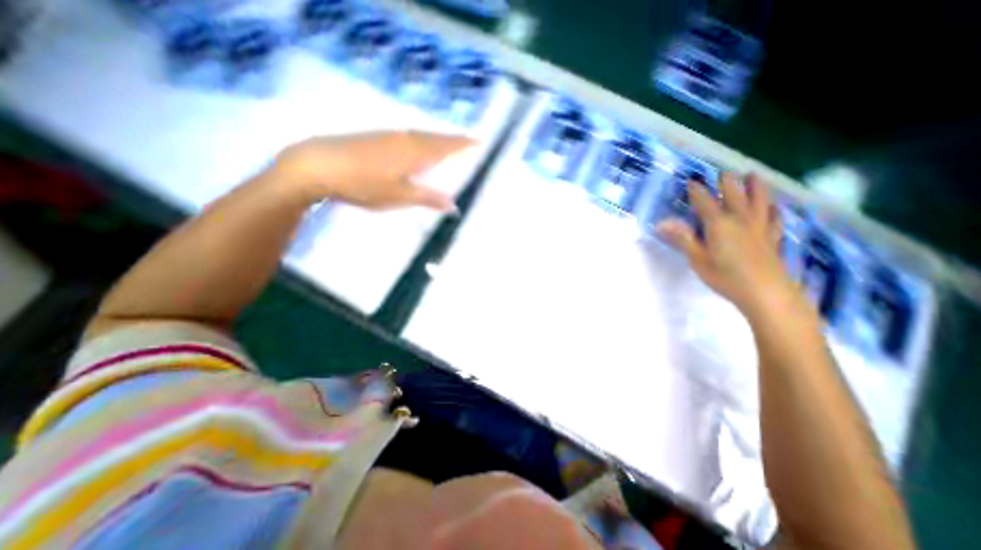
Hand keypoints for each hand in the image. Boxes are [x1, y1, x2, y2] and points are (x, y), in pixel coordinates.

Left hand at [274, 131, 474, 211]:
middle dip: (453, 139)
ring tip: (449, 142)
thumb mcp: (399, 196)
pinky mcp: (376, 137)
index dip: (463, 144)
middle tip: (468, 141)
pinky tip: (418, 144)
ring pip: (422, 135)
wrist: (319, 164)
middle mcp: (406, 139)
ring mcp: (390, 136)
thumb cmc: (364, 184)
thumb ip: (428, 198)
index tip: (479, 141)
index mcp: (415, 153)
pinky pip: (409, 135)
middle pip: (436, 137)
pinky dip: (422, 139)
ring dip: (438, 138)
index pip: (446, 146)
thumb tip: (455, 206)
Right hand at [654, 172, 799, 316]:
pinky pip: (774, 217)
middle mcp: (740, 219)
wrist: (765, 292)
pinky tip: (773, 205)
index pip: (704, 201)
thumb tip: (662, 223)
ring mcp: (759, 226)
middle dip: (727, 182)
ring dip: (755, 185)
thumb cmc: (725, 277)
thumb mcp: (697, 259)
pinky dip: (772, 208)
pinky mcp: (772, 237)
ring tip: (752, 174)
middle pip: (734, 194)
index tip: (691, 181)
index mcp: (718, 224)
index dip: (697, 190)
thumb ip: (682, 238)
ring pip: (759, 199)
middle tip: (722, 173)